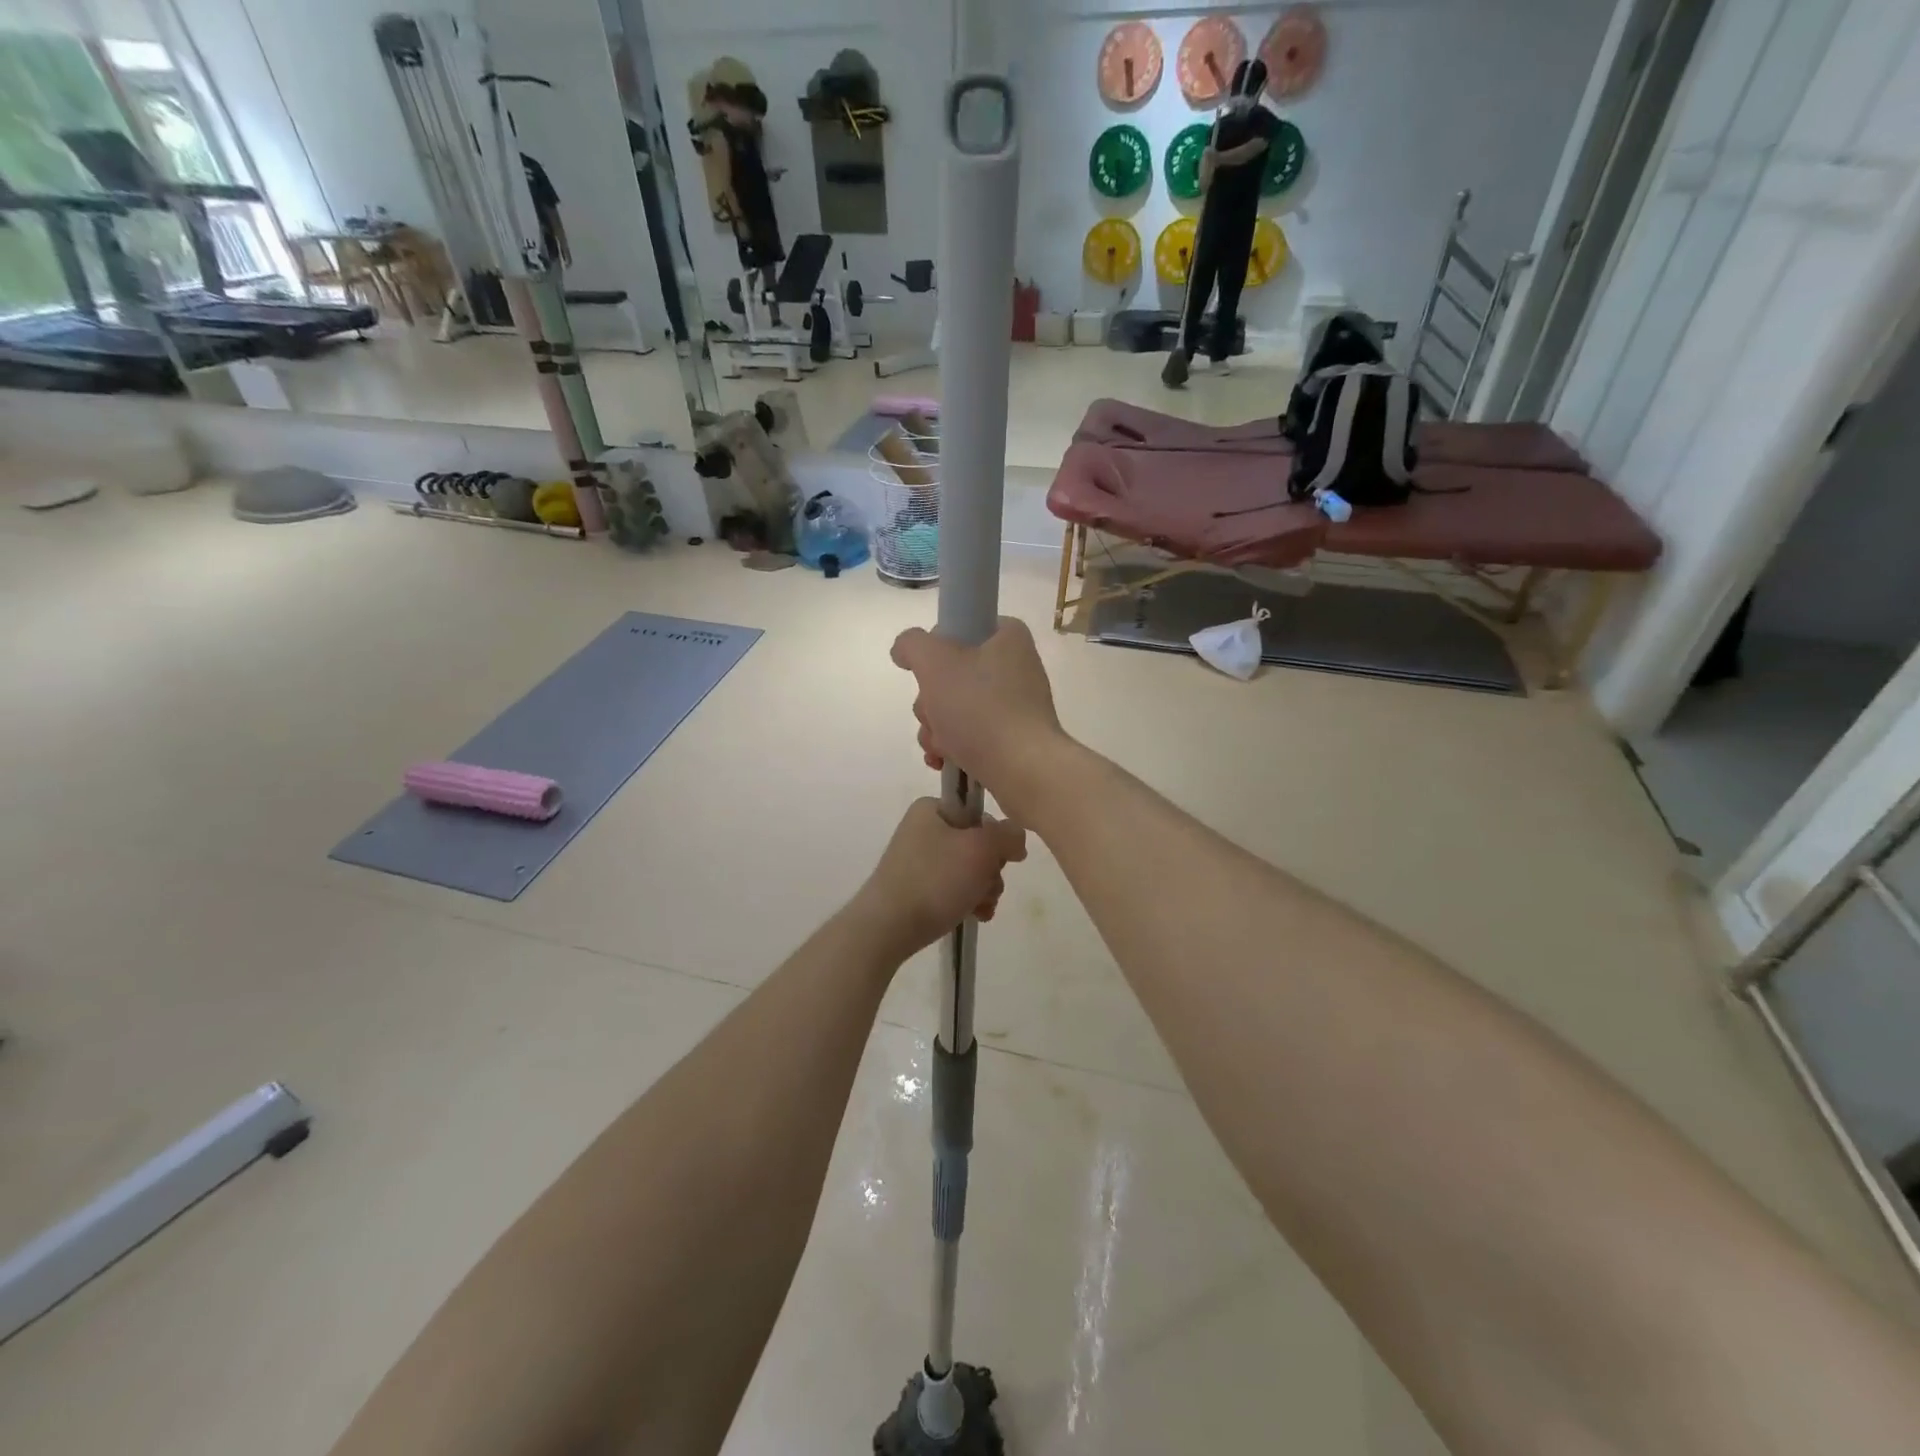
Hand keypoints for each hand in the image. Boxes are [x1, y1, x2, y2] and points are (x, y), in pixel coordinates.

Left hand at [853, 799, 1027, 958]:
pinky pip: (953, 889)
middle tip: (987, 888)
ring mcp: (918, 861)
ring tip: (980, 908)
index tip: (998, 860)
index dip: (996, 839)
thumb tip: (1015, 838)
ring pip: (969, 870)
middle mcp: (923, 830)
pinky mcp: (915, 888)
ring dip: (983, 889)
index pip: (980, 815)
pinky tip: (974, 917)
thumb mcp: (981, 849)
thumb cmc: (935, 879)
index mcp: (932, 809)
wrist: (888, 926)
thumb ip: (1008, 835)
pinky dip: (968, 901)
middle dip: (990, 871)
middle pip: (977, 845)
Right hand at [890, 618, 1064, 811]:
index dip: (935, 650)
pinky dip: (951, 746)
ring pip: (954, 708)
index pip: (960, 628)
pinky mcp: (1011, 737)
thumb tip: (904, 650)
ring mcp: (1015, 705)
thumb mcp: (935, 662)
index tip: (928, 672)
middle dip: (930, 701)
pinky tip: (943, 761)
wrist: (1023, 771)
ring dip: (935, 728)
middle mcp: (1014, 666)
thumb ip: (912, 645)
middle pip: (950, 674)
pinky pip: (969, 734)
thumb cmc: (980, 709)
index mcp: (1007, 637)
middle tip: (935, 715)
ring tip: (941, 746)